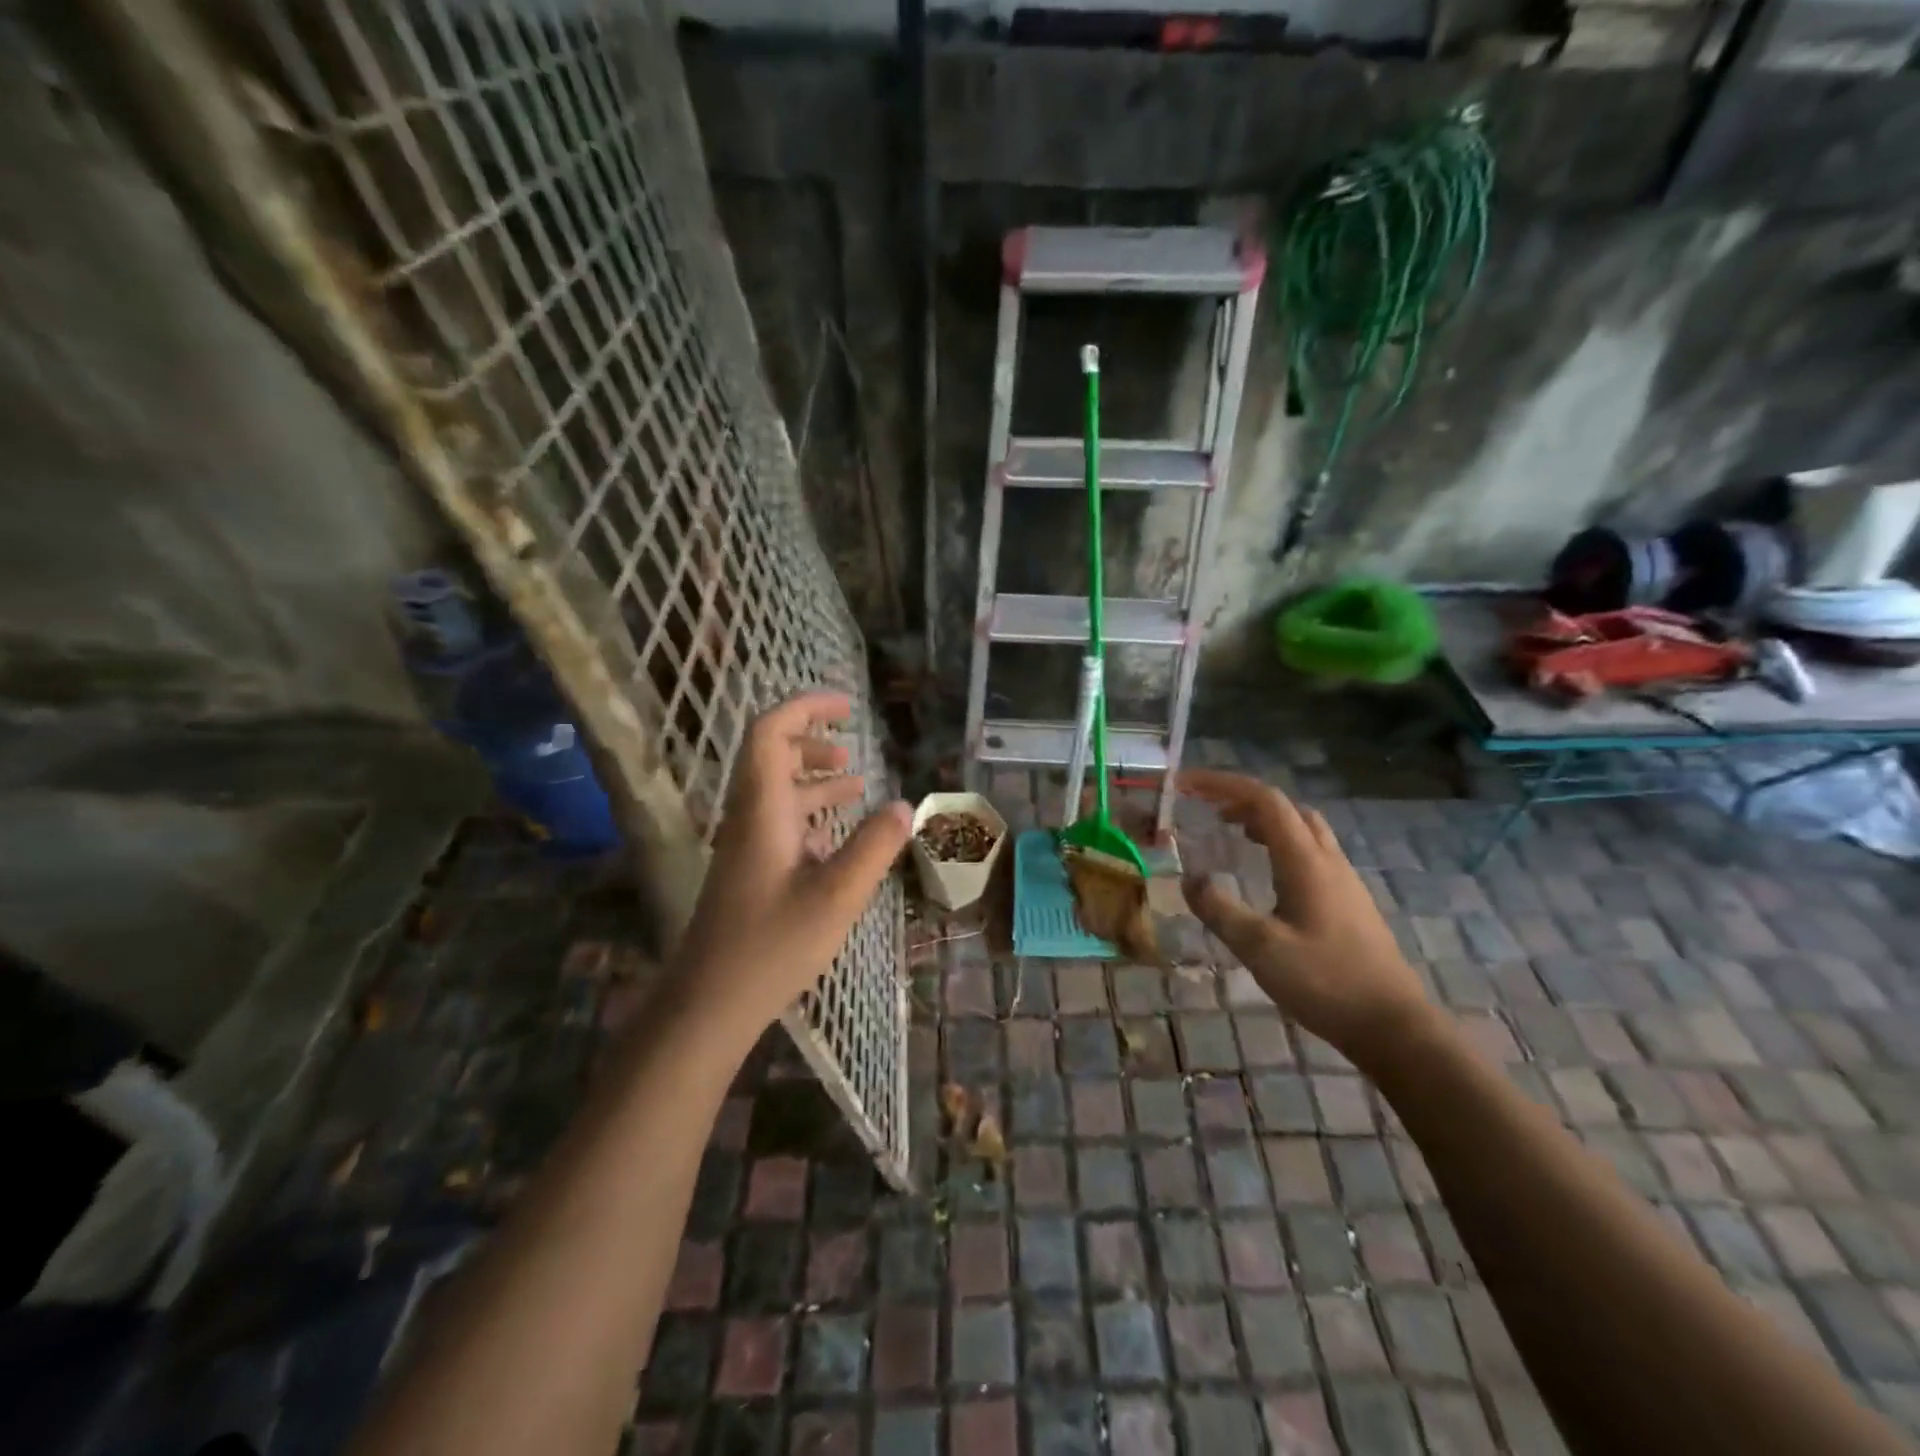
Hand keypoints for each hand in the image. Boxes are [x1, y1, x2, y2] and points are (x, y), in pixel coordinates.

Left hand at [671, 691, 910, 1041]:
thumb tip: (905, 805)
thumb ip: (875, 846)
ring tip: (856, 784)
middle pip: (771, 755)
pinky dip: (810, 814)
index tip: (847, 707)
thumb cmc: (772, 945)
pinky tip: (839, 835)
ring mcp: (746, 844)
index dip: (806, 708)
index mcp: (762, 808)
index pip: (771, 732)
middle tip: (852, 748)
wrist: (710, 1002)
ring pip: (777, 790)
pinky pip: (779, 822)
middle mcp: (749, 816)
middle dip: (812, 741)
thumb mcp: (838, 895)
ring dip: (814, 778)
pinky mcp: (749, 869)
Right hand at [1178, 769, 1434, 1067]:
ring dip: (1264, 820)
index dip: (1222, 784)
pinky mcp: (1349, 902)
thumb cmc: (1325, 982)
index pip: (1263, 800)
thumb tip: (1190, 878)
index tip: (1185, 785)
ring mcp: (1343, 880)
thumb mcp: (1259, 948)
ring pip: (1303, 829)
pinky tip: (1267, 874)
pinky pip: (1311, 852)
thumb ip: (1219, 910)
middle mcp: (1327, 860)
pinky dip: (1280, 844)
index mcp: (1305, 861)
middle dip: (1243, 799)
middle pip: (1286, 808)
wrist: (1394, 1026)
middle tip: (1209, 810)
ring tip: (1233, 833)